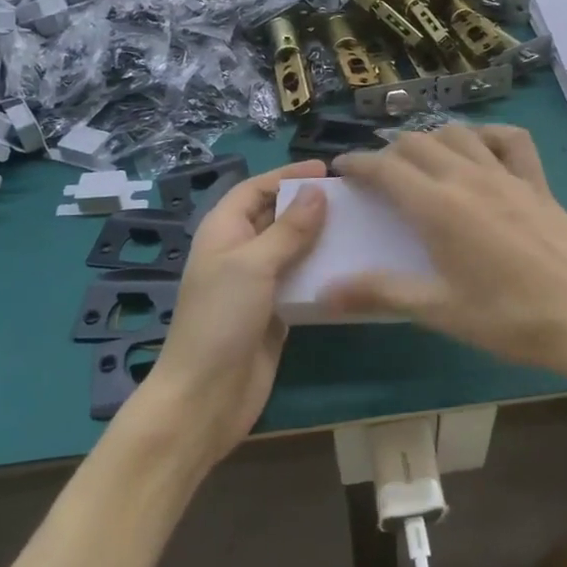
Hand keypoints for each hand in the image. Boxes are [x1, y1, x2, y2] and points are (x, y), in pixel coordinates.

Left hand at [130, 160, 327, 462]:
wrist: (206, 396)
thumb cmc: (221, 319)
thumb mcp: (253, 265)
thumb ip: (287, 229)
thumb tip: (317, 193)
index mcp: (223, 231)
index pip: (255, 189)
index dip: (286, 175)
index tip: (326, 170)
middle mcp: (240, 252)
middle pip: (275, 216)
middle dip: (308, 204)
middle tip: (352, 197)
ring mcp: (258, 284)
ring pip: (293, 249)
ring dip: (321, 238)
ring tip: (360, 227)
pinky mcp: (276, 312)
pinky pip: (302, 281)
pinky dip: (323, 272)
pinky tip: (353, 267)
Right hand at [326, 127, 566, 391]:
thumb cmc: (511, 317)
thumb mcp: (440, 310)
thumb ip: (381, 293)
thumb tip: (326, 292)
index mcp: (437, 206)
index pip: (385, 168)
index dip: (357, 163)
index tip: (342, 170)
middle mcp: (467, 177)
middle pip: (417, 143)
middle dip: (389, 152)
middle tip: (377, 176)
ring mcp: (506, 174)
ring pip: (458, 133)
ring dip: (431, 139)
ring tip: (421, 161)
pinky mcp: (536, 181)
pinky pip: (510, 140)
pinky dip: (487, 135)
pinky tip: (480, 151)